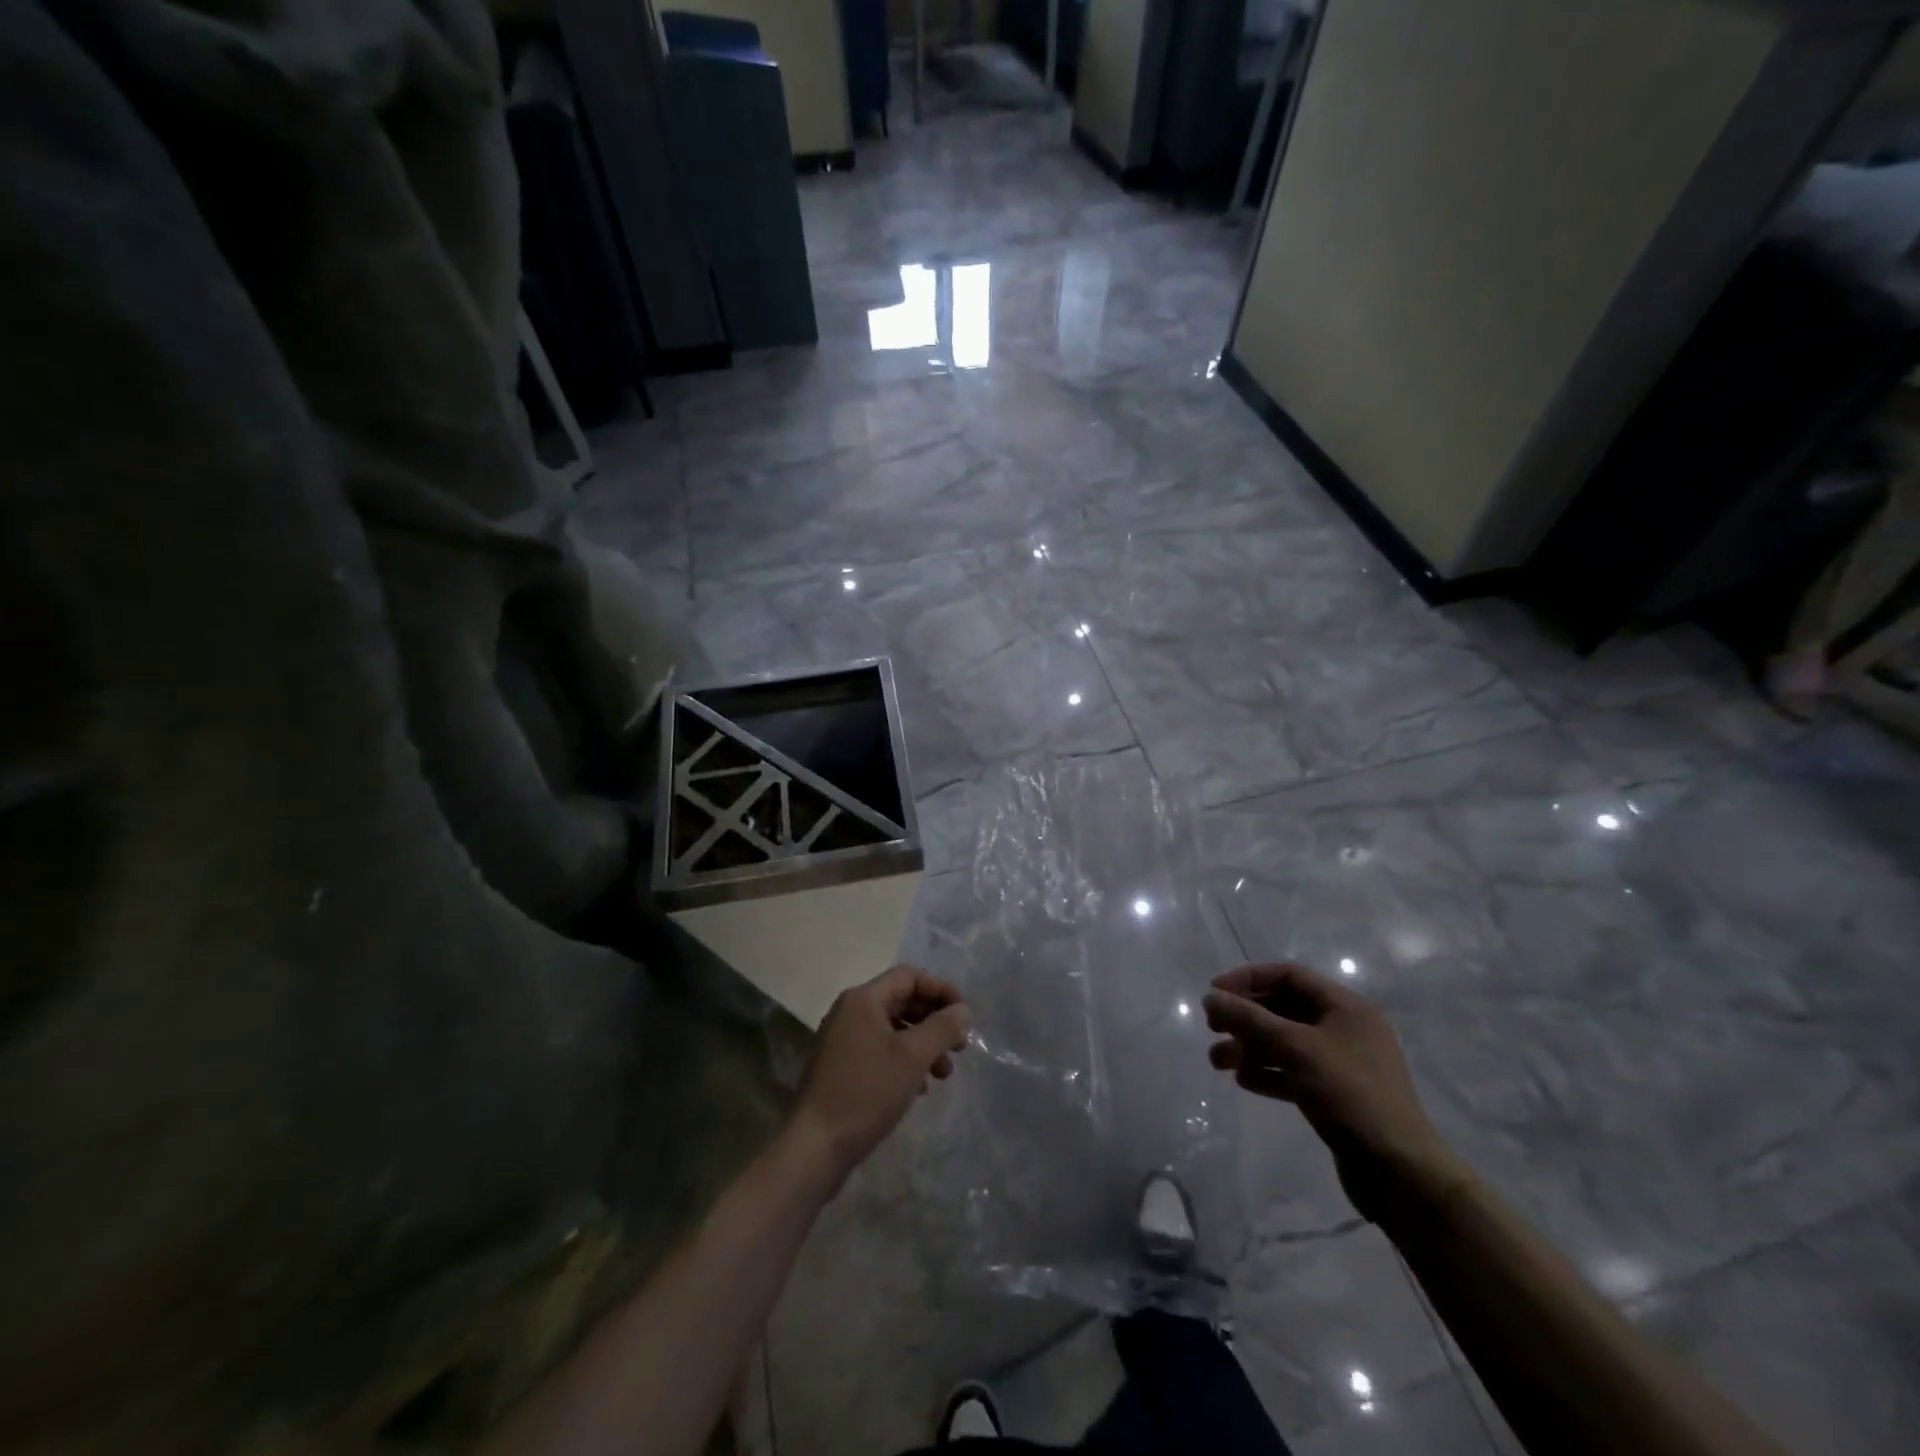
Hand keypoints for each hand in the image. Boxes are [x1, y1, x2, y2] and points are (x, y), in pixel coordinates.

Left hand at [790, 965, 971, 1178]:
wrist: (816, 1145)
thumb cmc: (867, 1092)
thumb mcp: (912, 1057)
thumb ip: (942, 1028)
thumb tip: (963, 1009)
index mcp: (864, 999)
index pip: (909, 977)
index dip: (940, 990)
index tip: (964, 1016)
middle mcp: (851, 1011)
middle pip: (903, 1001)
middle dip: (935, 1021)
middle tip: (960, 1046)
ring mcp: (845, 1039)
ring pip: (895, 1029)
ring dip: (924, 1045)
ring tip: (944, 1074)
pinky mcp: (844, 1066)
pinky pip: (882, 1050)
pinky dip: (905, 1061)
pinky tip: (920, 1087)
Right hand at [1203, 963, 1468, 1223]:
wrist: (1399, 1171)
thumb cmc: (1349, 1094)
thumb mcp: (1295, 1048)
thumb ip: (1249, 1019)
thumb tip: (1210, 997)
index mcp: (1346, 1007)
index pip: (1289, 976)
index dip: (1248, 979)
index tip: (1214, 993)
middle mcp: (1345, 1028)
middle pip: (1284, 1009)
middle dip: (1245, 1017)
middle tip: (1213, 1029)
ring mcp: (1342, 1064)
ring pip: (1286, 1043)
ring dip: (1250, 1047)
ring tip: (1217, 1062)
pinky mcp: (1336, 1095)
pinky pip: (1294, 1072)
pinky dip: (1268, 1072)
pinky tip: (1244, 1081)